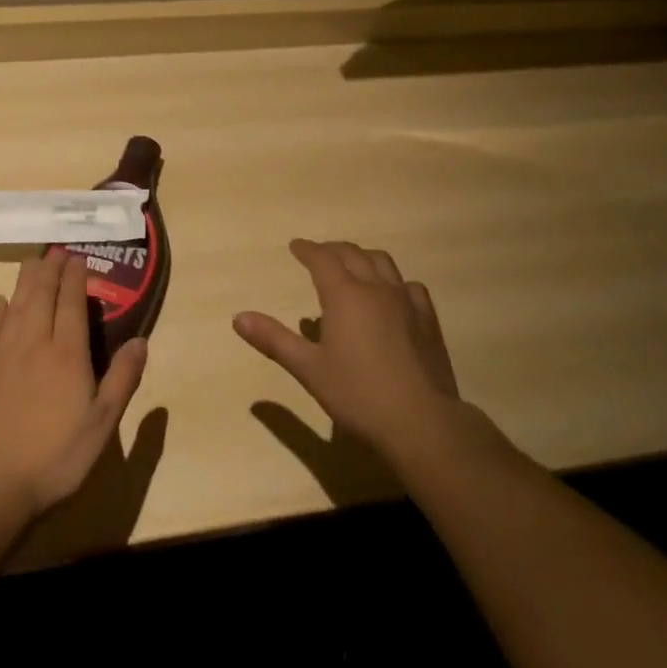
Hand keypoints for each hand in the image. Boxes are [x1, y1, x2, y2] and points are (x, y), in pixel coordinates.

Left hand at [0, 254, 146, 525]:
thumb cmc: (53, 459)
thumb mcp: (101, 425)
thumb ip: (122, 379)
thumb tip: (141, 340)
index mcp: (67, 353)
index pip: (71, 302)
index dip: (76, 277)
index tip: (79, 258)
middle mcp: (34, 343)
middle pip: (42, 295)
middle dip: (51, 269)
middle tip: (56, 251)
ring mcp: (1, 356)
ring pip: (15, 305)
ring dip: (25, 281)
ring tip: (32, 262)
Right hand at [234, 239, 461, 460]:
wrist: (421, 421)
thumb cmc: (358, 395)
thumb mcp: (309, 369)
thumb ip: (274, 340)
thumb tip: (239, 317)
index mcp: (344, 295)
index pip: (322, 259)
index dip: (307, 250)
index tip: (296, 246)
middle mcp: (375, 287)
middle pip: (352, 253)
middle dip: (332, 250)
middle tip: (319, 254)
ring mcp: (405, 300)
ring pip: (382, 262)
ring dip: (363, 256)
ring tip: (353, 265)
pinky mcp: (428, 318)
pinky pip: (409, 285)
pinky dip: (393, 281)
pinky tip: (392, 294)